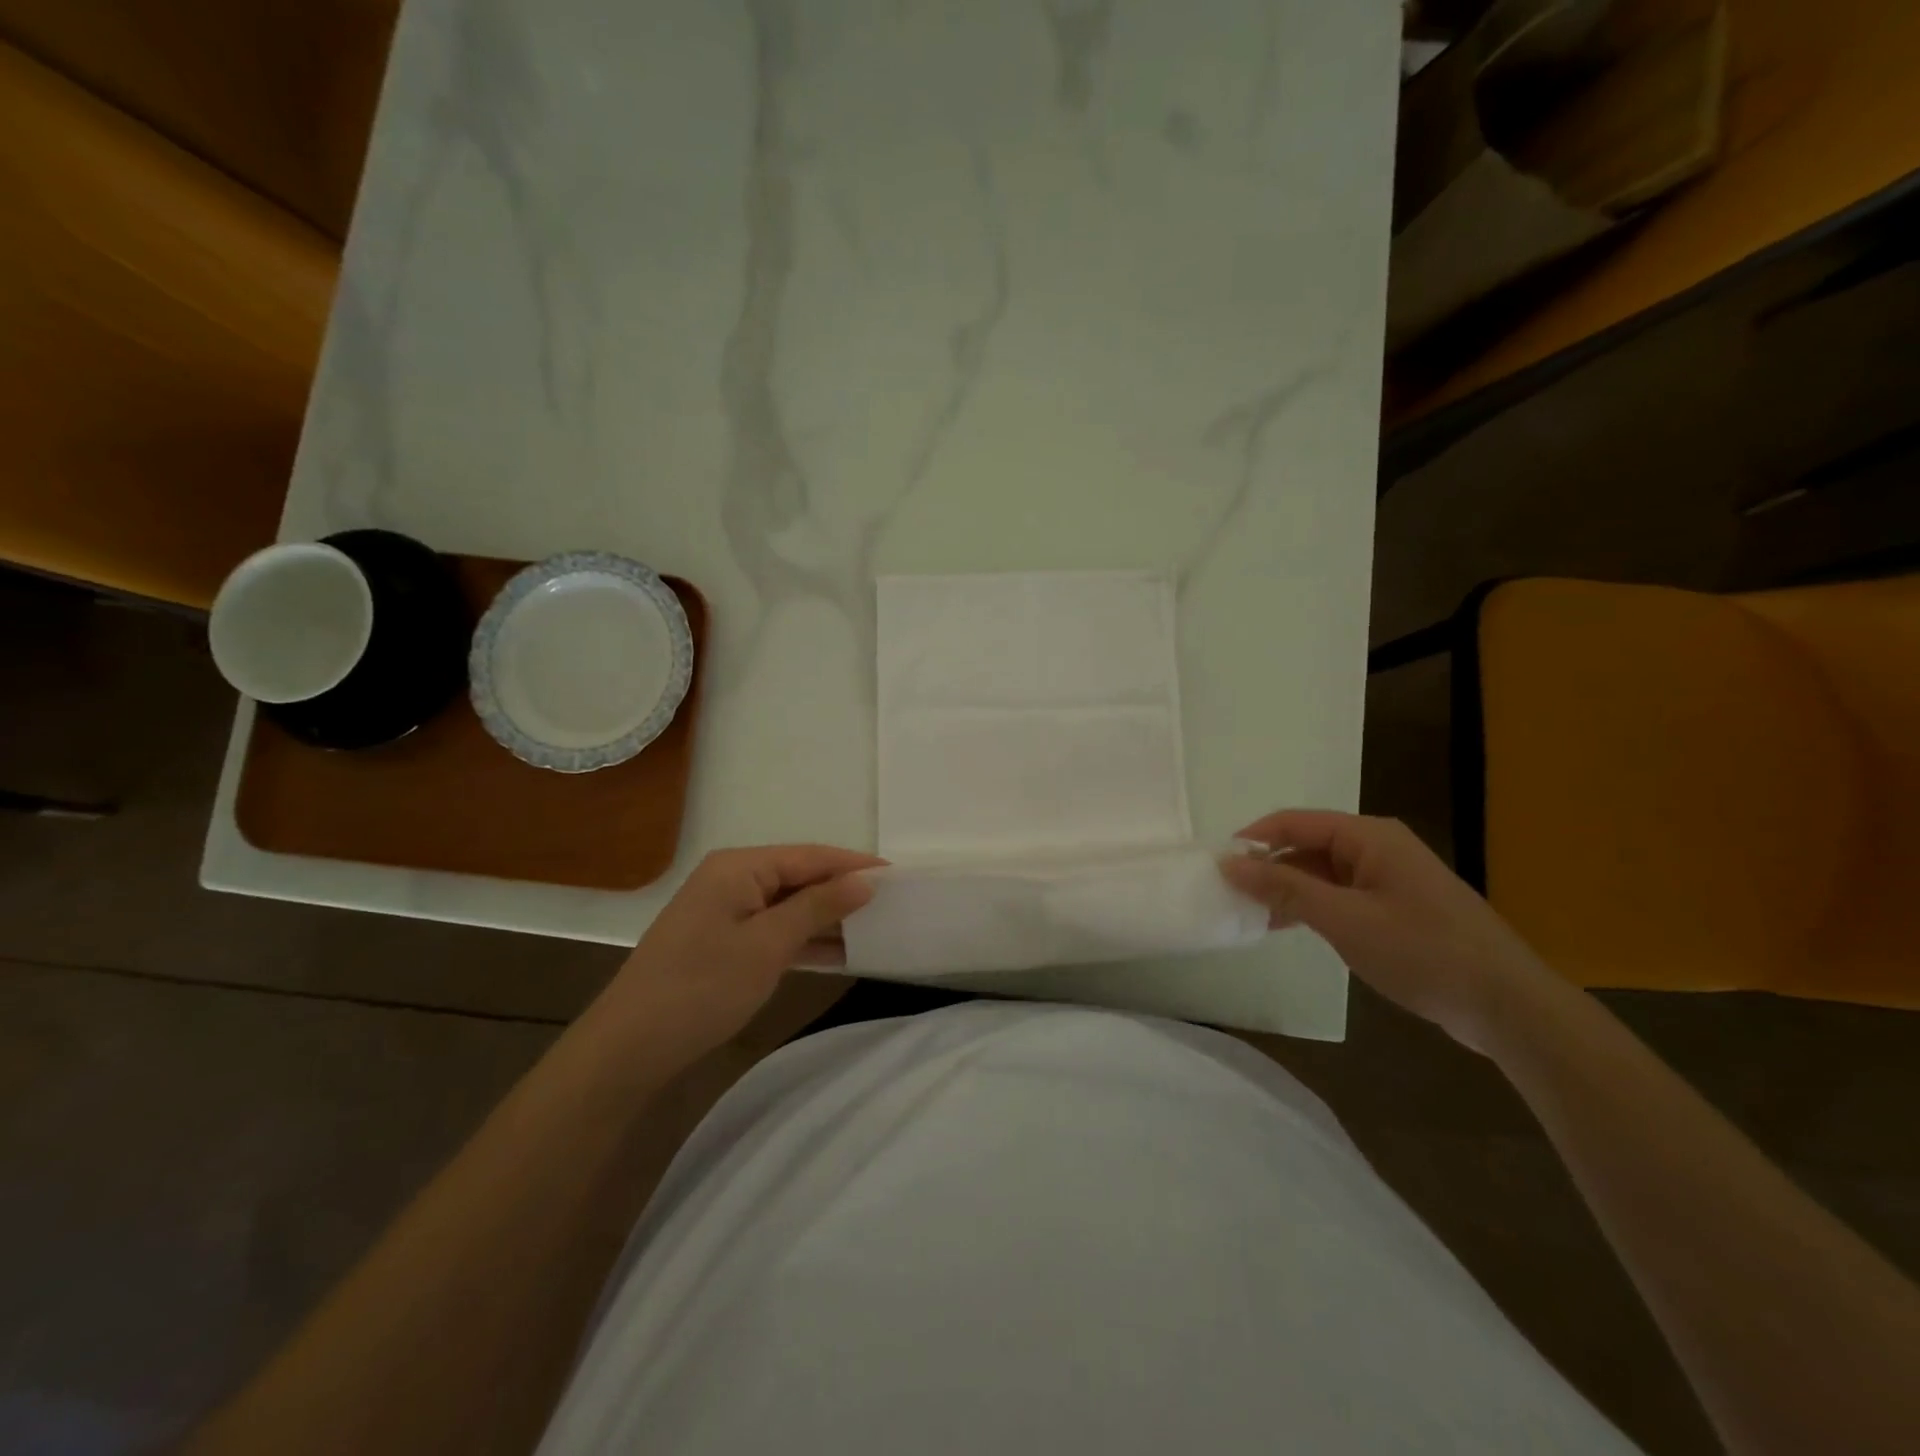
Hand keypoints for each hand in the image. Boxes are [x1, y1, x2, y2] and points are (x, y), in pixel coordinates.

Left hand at [597, 844, 882, 1063]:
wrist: (630, 1047)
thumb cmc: (702, 987)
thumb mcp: (768, 945)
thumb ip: (818, 907)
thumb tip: (865, 881)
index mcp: (739, 867)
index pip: (810, 856)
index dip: (854, 865)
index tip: (898, 876)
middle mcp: (732, 879)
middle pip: (799, 877)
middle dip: (843, 891)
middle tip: (892, 904)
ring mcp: (725, 911)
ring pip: (789, 905)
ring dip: (826, 918)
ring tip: (875, 927)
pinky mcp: (723, 941)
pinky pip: (774, 929)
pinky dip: (804, 939)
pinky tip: (838, 952)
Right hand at [1222, 810, 1557, 1051]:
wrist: (1508, 1006)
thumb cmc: (1423, 951)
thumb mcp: (1344, 919)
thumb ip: (1284, 888)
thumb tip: (1229, 863)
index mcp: (1369, 837)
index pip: (1294, 822)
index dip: (1253, 839)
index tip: (1217, 865)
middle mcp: (1378, 848)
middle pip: (1307, 845)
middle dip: (1268, 867)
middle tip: (1230, 895)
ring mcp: (1390, 879)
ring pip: (1322, 873)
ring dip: (1288, 891)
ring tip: (1251, 915)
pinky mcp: (1397, 908)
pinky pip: (1341, 896)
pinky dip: (1312, 908)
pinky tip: (1289, 928)